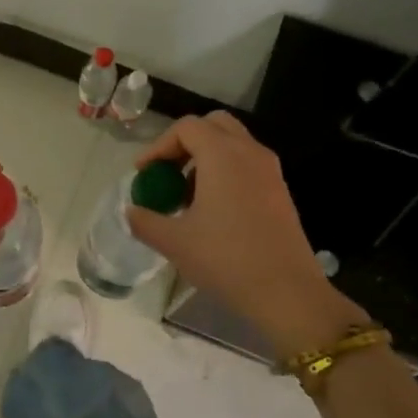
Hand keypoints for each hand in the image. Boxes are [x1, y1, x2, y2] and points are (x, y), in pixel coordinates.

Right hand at [128, 112, 364, 354]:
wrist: (286, 292)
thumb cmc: (226, 259)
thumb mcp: (175, 242)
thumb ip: (145, 221)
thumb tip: (131, 212)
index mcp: (223, 155)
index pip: (186, 128)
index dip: (158, 146)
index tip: (143, 174)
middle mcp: (249, 152)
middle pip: (213, 125)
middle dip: (184, 143)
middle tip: (166, 173)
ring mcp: (270, 171)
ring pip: (233, 144)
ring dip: (205, 158)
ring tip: (186, 195)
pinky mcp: (280, 191)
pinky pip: (247, 165)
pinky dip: (225, 172)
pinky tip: (213, 210)